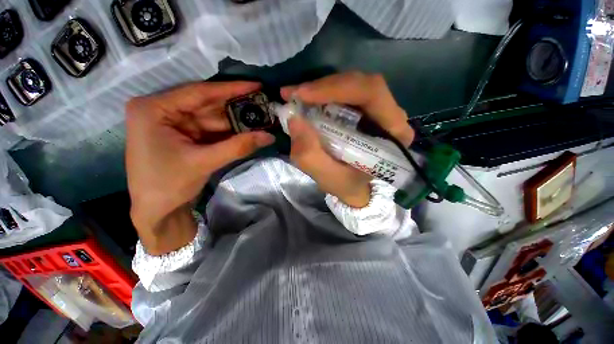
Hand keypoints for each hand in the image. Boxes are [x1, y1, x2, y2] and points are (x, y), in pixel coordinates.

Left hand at [126, 81, 273, 254]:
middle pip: (208, 105)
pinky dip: (230, 133)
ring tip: (261, 119)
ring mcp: (174, 124)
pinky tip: (247, 131)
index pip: (200, 92)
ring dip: (236, 122)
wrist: (156, 212)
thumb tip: (270, 137)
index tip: (256, 85)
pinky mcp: (184, 136)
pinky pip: (211, 130)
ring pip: (212, 118)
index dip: (231, 89)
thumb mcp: (204, 162)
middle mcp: (162, 110)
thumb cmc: (168, 185)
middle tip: (263, 105)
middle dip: (237, 108)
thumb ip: (239, 147)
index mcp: (154, 109)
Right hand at [281, 72, 413, 207]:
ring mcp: (377, 109)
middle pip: (360, 84)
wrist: (353, 186)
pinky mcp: (363, 109)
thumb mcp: (328, 178)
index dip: (336, 88)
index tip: (304, 95)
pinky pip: (343, 93)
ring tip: (296, 96)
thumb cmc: (347, 184)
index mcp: (393, 132)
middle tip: (295, 94)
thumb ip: (311, 156)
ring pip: (350, 85)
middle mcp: (390, 115)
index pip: (372, 93)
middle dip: (324, 87)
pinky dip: (322, 93)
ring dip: (321, 89)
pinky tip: (306, 99)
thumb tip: (294, 120)